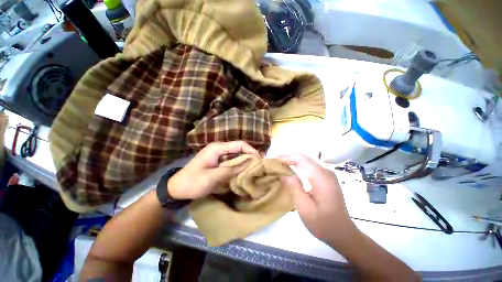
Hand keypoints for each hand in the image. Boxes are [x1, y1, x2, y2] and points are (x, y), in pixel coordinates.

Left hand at [168, 141, 258, 199]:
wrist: (176, 188)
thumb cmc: (193, 182)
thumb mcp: (213, 177)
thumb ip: (232, 169)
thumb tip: (250, 164)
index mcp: (217, 148)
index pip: (239, 144)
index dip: (251, 150)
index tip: (259, 160)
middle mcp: (219, 148)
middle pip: (239, 148)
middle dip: (249, 155)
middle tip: (259, 165)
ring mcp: (218, 154)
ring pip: (236, 154)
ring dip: (245, 160)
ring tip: (254, 168)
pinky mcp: (217, 160)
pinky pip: (231, 160)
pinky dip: (238, 164)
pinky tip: (243, 171)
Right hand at [280, 154, 357, 247]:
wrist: (342, 233)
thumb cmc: (323, 223)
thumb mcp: (304, 208)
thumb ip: (294, 188)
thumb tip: (284, 174)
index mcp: (320, 177)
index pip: (301, 159)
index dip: (286, 157)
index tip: (274, 162)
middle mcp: (325, 171)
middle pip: (304, 157)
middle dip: (288, 158)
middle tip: (275, 164)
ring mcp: (327, 174)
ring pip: (307, 160)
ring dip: (293, 161)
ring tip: (281, 166)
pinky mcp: (327, 178)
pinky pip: (310, 166)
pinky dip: (299, 166)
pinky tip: (292, 170)